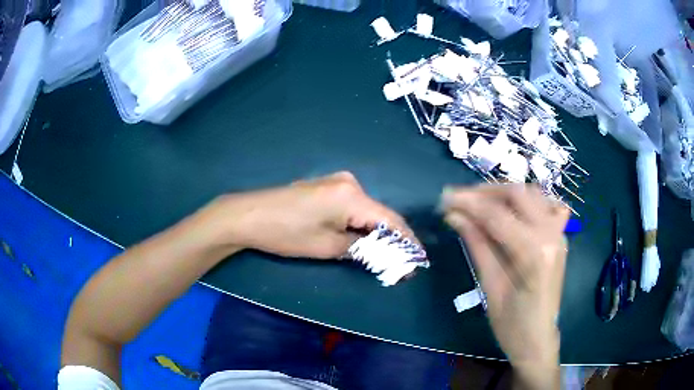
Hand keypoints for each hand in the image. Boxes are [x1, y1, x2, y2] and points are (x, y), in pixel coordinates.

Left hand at [212, 171, 415, 258]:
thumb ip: (360, 248)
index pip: (390, 220)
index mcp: (352, 195)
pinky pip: (353, 206)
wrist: (248, 215)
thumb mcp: (327, 247)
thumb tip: (380, 252)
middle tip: (402, 261)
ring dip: (376, 231)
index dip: (407, 240)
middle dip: (392, 238)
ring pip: (367, 210)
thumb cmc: (286, 233)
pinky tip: (363, 238)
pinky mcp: (326, 187)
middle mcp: (350, 183)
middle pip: (380, 213)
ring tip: (386, 254)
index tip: (419, 259)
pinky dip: (360, 223)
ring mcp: (336, 182)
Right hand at [442, 184, 568, 385]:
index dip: (468, 203)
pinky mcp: (560, 236)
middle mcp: (551, 234)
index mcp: (534, 253)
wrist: (538, 339)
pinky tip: (514, 211)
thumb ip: (477, 244)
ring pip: (533, 194)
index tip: (444, 199)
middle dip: (486, 191)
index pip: (497, 215)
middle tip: (459, 199)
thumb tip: (454, 216)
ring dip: (504, 193)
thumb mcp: (490, 286)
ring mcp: (559, 233)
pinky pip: (547, 205)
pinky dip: (529, 201)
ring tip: (480, 203)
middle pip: (518, 194)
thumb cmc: (511, 324)